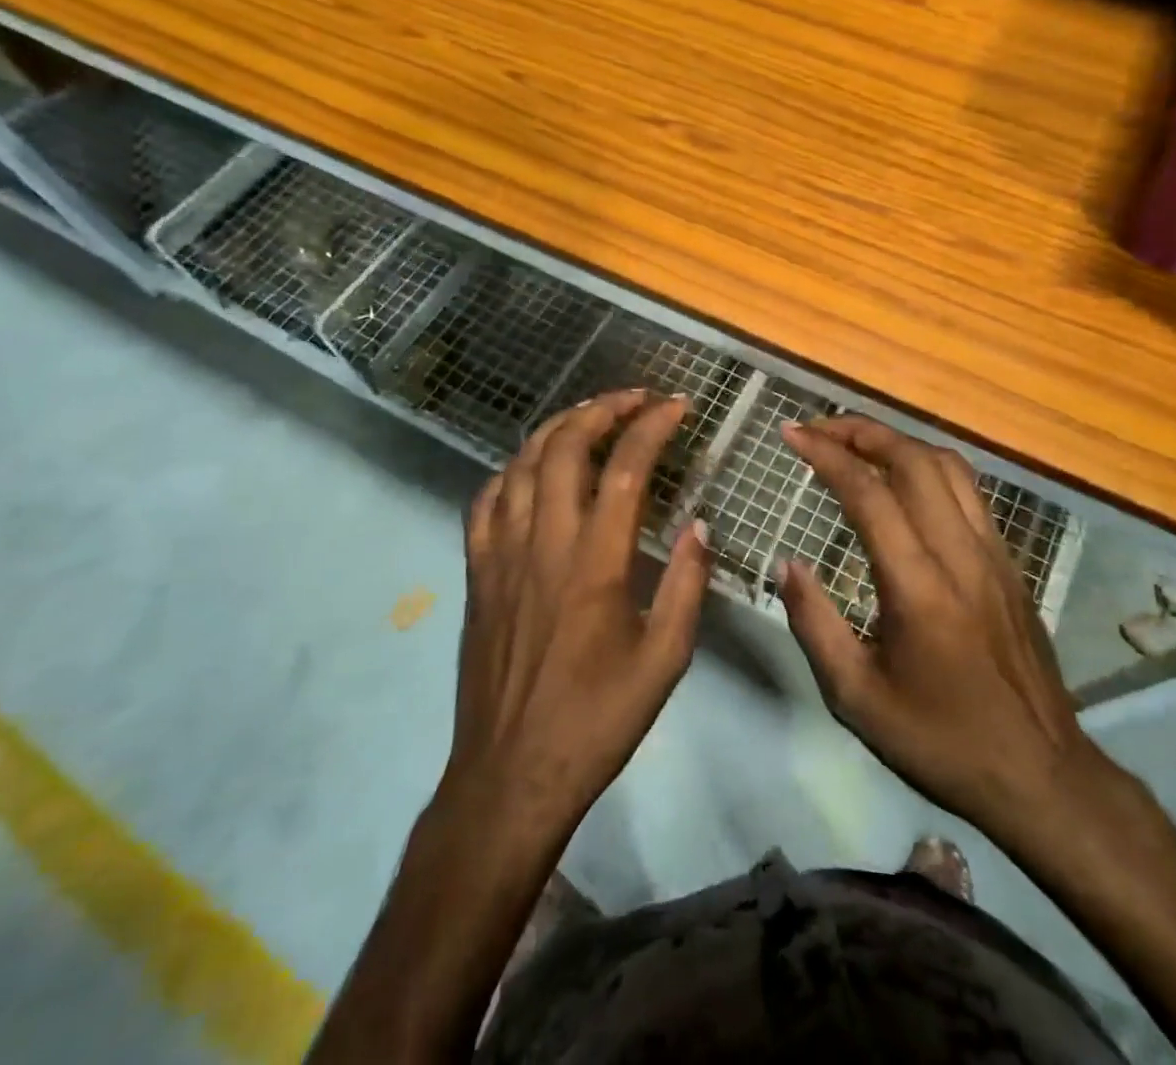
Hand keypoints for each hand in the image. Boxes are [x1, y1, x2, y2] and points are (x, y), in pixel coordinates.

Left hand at [449, 390, 710, 836]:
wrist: (511, 776)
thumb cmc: (596, 721)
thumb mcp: (664, 661)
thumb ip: (685, 585)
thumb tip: (699, 525)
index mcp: (595, 564)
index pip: (624, 468)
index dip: (651, 426)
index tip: (676, 406)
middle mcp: (543, 544)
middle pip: (564, 447)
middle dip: (602, 408)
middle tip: (635, 399)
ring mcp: (501, 555)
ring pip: (521, 464)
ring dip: (558, 428)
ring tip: (590, 417)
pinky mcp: (477, 573)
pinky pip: (485, 501)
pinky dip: (511, 470)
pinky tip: (531, 469)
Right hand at [778, 415, 1105, 851]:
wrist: (1042, 776)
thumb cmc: (941, 740)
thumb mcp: (857, 698)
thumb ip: (814, 624)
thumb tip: (787, 564)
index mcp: (918, 587)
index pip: (869, 494)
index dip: (827, 454)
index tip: (792, 433)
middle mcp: (960, 554)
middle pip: (914, 461)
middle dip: (862, 431)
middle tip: (818, 428)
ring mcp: (993, 554)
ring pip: (948, 467)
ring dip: (898, 442)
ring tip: (857, 442)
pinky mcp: (1010, 563)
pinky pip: (969, 492)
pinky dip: (928, 466)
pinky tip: (905, 481)